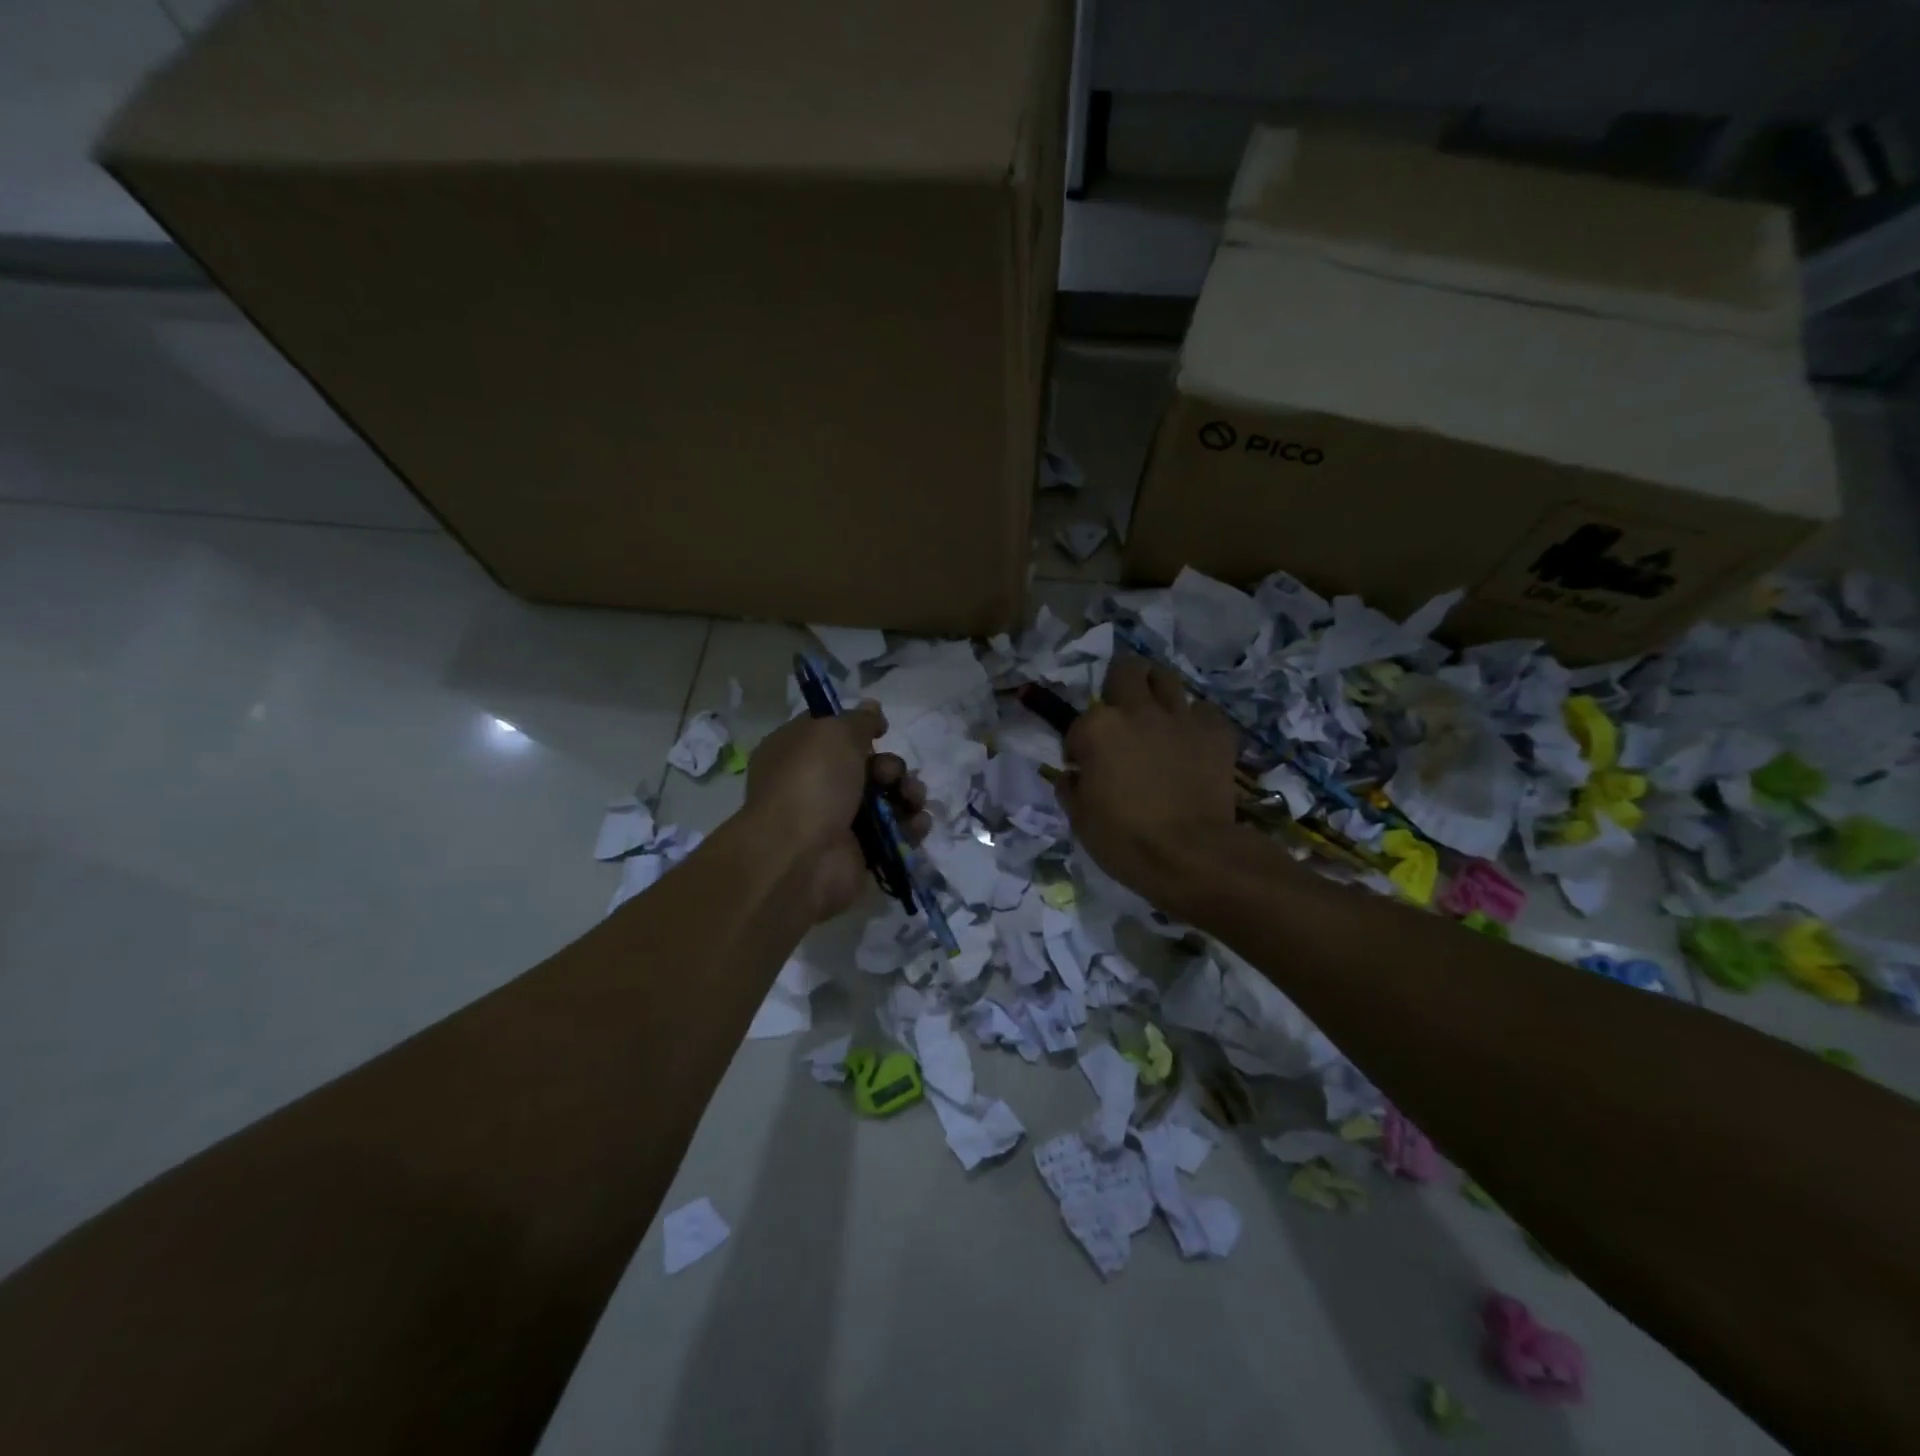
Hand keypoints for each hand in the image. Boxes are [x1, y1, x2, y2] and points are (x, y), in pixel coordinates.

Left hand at [746, 704, 929, 922]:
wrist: (801, 857)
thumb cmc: (811, 783)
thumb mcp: (834, 733)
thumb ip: (858, 720)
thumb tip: (872, 707)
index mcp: (796, 751)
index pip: (831, 732)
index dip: (858, 727)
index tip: (883, 728)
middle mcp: (814, 785)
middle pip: (867, 766)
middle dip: (890, 767)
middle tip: (890, 775)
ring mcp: (837, 821)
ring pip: (886, 798)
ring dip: (908, 793)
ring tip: (913, 799)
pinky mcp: (860, 851)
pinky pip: (894, 832)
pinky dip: (910, 825)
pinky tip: (918, 823)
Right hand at [1055, 654, 1238, 908]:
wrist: (1191, 854)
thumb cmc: (1124, 840)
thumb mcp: (1080, 819)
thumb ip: (1071, 788)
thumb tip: (1073, 776)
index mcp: (1097, 729)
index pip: (1078, 723)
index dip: (1078, 745)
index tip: (1082, 766)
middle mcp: (1137, 711)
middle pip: (1126, 670)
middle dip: (1118, 683)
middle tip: (1119, 710)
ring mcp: (1180, 718)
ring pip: (1167, 678)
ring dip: (1156, 691)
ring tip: (1155, 714)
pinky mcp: (1216, 732)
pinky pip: (1204, 711)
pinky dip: (1195, 721)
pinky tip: (1191, 740)